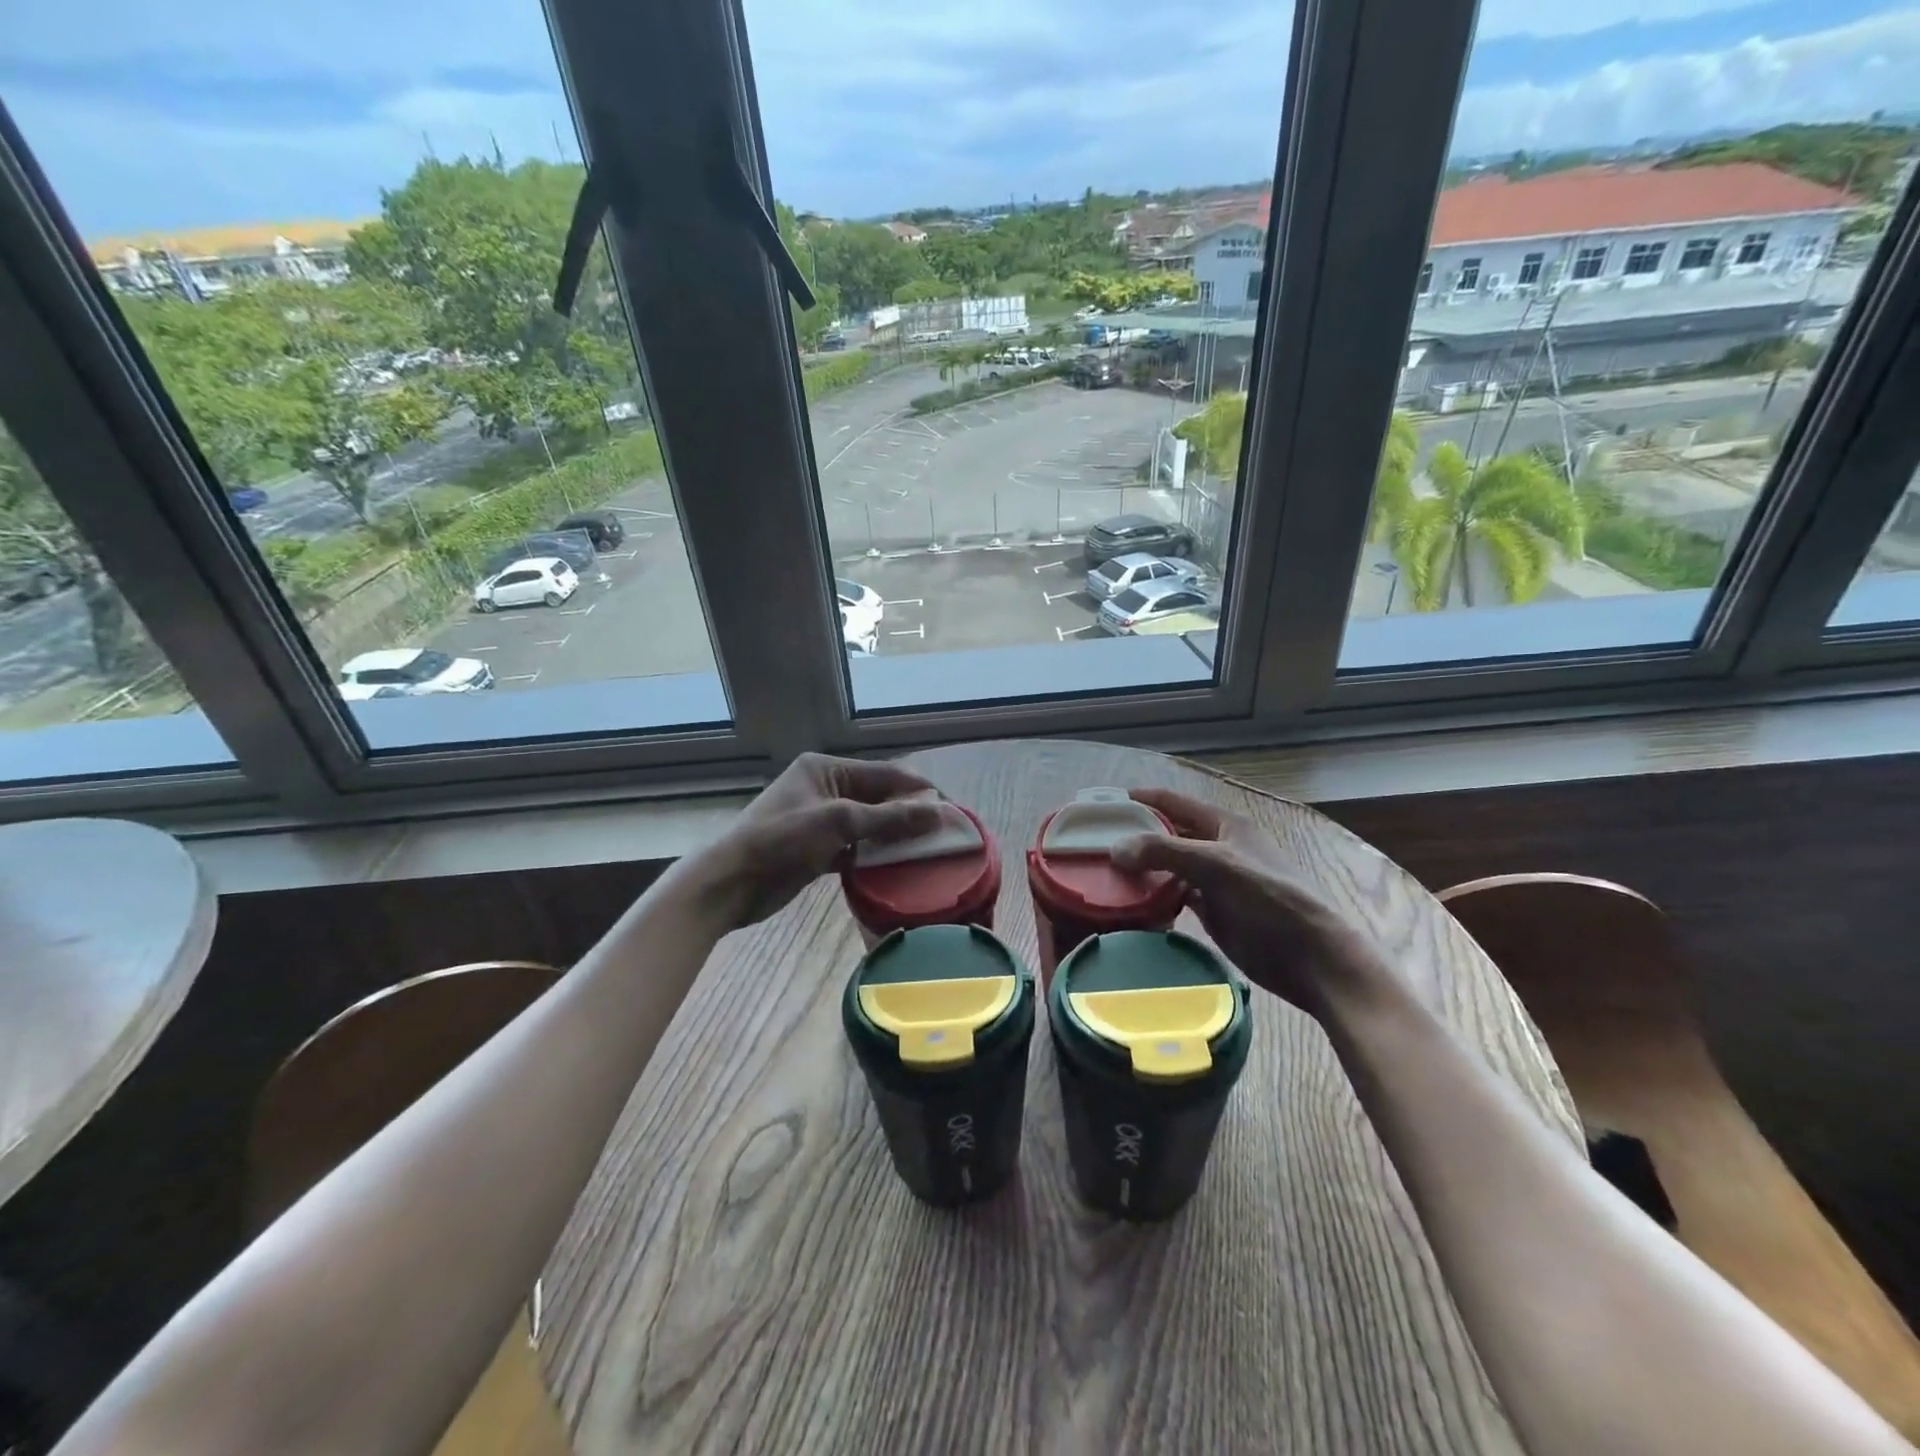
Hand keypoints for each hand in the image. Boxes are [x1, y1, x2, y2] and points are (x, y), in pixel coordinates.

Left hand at [685, 753, 942, 930]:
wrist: (730, 883)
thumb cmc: (782, 840)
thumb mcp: (839, 822)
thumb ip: (889, 817)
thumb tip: (938, 811)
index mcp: (826, 768)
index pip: (884, 773)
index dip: (918, 790)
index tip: (951, 809)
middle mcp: (825, 788)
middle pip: (878, 798)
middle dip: (908, 814)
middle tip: (944, 835)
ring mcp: (820, 820)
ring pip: (869, 825)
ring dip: (894, 837)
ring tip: (928, 853)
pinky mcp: (816, 850)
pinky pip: (855, 848)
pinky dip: (874, 857)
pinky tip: (897, 869)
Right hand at [1111, 788, 1391, 1019]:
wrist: (1312, 958)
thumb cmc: (1269, 900)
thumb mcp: (1217, 866)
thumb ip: (1165, 852)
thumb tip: (1115, 848)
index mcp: (1223, 826)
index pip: (1173, 802)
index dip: (1140, 799)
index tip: (1103, 805)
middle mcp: (1217, 848)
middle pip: (1168, 835)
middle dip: (1135, 836)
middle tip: (1094, 844)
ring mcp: (1215, 882)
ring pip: (1169, 868)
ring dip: (1142, 870)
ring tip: (1104, 874)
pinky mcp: (1214, 913)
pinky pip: (1175, 898)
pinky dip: (1154, 898)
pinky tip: (1130, 904)